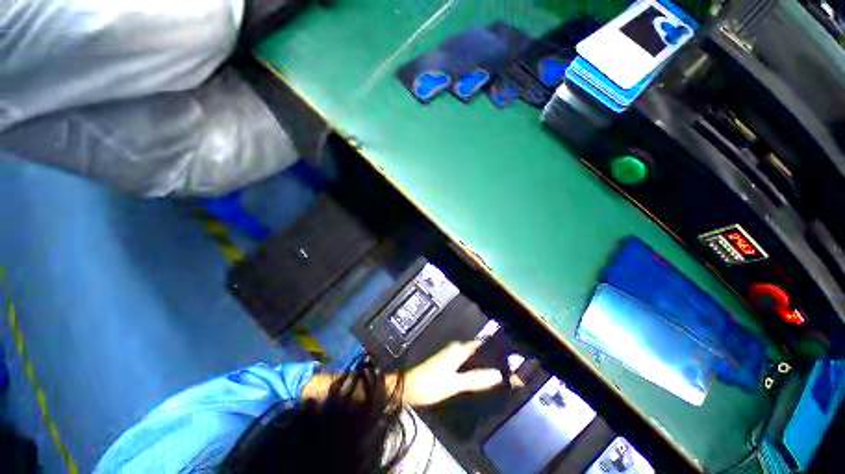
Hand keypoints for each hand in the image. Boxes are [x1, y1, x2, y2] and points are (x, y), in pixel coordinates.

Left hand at [398, 341, 503, 405]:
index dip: (494, 349)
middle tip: (508, 369)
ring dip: (482, 364)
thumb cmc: (431, 383)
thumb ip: (476, 379)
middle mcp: (455, 348)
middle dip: (490, 358)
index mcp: (458, 349)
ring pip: (471, 357)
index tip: (510, 357)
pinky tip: (480, 378)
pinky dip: (474, 368)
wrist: (408, 387)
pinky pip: (465, 363)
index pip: (480, 344)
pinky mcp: (447, 363)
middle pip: (477, 351)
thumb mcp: (455, 383)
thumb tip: (499, 374)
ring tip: (499, 374)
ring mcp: (450, 355)